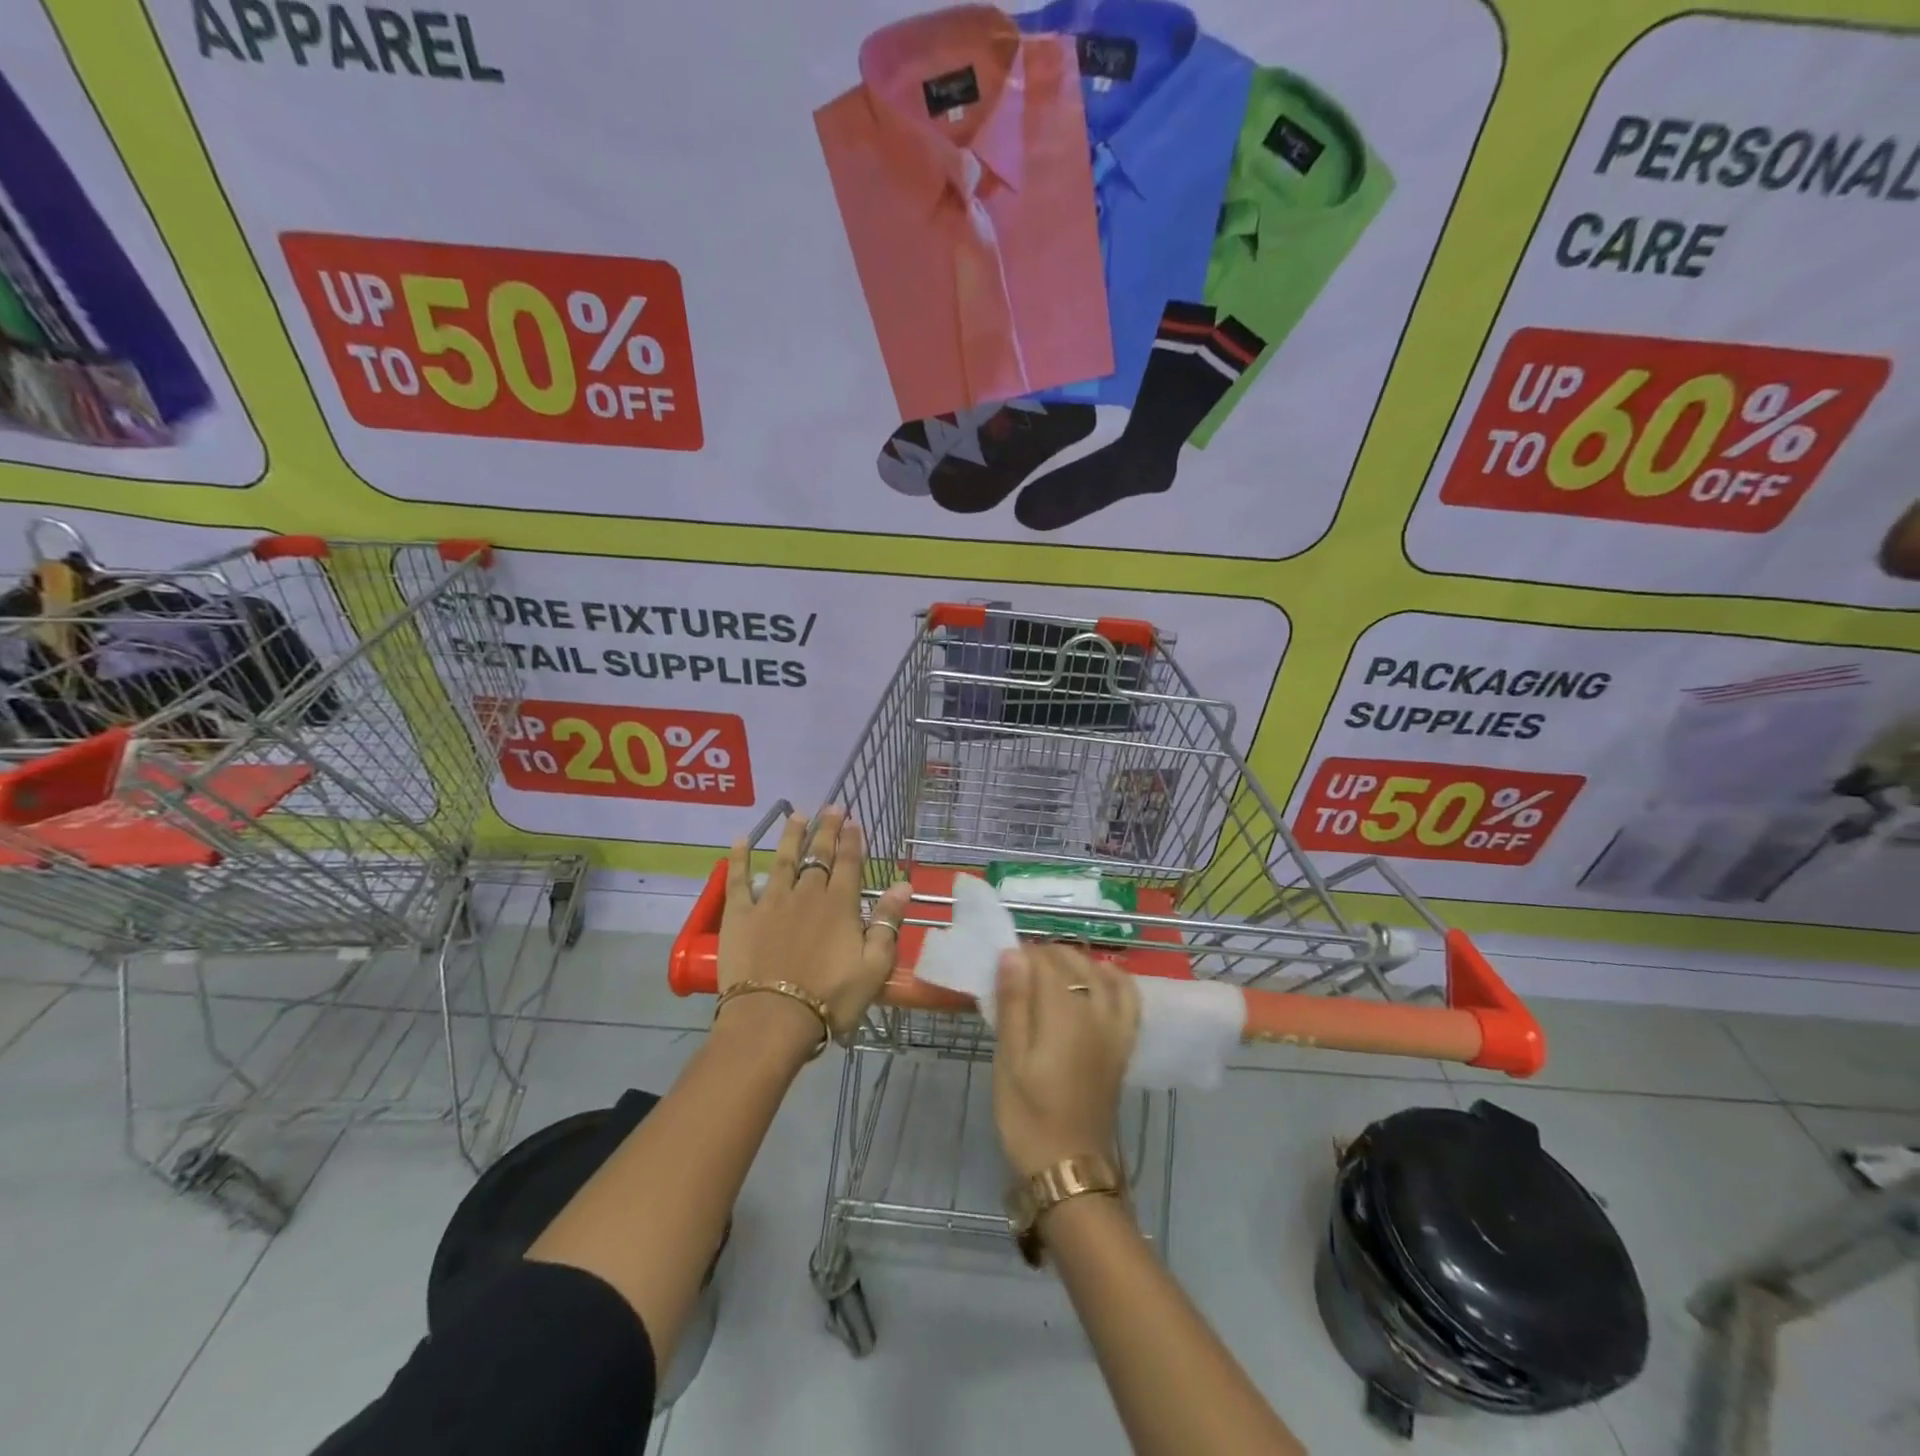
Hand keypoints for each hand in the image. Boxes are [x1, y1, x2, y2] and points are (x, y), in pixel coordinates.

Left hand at [718, 807, 911, 1038]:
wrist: (773, 1020)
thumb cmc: (831, 998)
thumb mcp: (874, 966)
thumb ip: (888, 922)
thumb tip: (903, 885)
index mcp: (840, 904)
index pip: (850, 863)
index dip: (853, 841)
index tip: (854, 822)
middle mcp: (807, 893)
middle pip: (819, 855)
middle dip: (826, 829)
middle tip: (831, 807)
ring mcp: (771, 901)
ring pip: (783, 859)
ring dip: (792, 835)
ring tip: (797, 815)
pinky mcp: (740, 915)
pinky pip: (739, 880)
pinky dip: (739, 858)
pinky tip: (740, 840)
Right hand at [991, 944, 1139, 1178]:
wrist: (1070, 1166)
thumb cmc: (1028, 1115)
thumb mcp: (1009, 1060)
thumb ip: (1014, 1003)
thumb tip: (1013, 953)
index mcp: (1063, 1013)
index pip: (1044, 962)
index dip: (1021, 956)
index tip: (1001, 965)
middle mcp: (1095, 1011)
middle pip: (1072, 962)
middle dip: (1044, 956)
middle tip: (1016, 972)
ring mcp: (1114, 1027)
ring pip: (1098, 973)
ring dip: (1074, 962)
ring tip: (1049, 970)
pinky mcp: (1123, 1043)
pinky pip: (1128, 998)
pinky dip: (1115, 978)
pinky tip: (1101, 974)